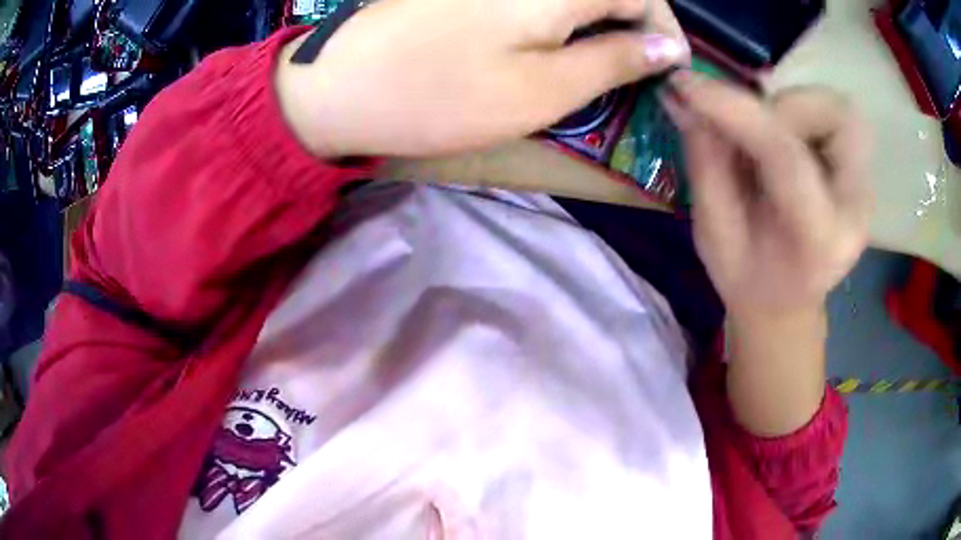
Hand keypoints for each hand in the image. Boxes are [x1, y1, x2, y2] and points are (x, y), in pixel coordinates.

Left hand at [275, 0, 687, 156]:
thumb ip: (614, 60)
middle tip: (634, 67)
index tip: (671, 68)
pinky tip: (555, 38)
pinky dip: (563, 15)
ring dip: (600, 19)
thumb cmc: (443, 95)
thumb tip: (667, 47)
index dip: (665, 29)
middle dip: (634, 23)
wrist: (344, 87)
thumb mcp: (544, 89)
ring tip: (600, 58)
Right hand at [666, 76, 871, 435]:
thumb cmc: (749, 277)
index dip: (734, 110)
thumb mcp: (713, 234)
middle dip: (777, 108)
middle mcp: (856, 209)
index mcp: (820, 241)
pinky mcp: (860, 170)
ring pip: (837, 108)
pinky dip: (803, 112)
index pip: (786, 156)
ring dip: (792, 107)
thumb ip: (706, 162)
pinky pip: (835, 115)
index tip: (685, 85)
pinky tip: (783, 139)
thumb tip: (682, 96)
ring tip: (765, 138)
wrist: (786, 299)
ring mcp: (865, 186)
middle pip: (833, 117)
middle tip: (745, 132)